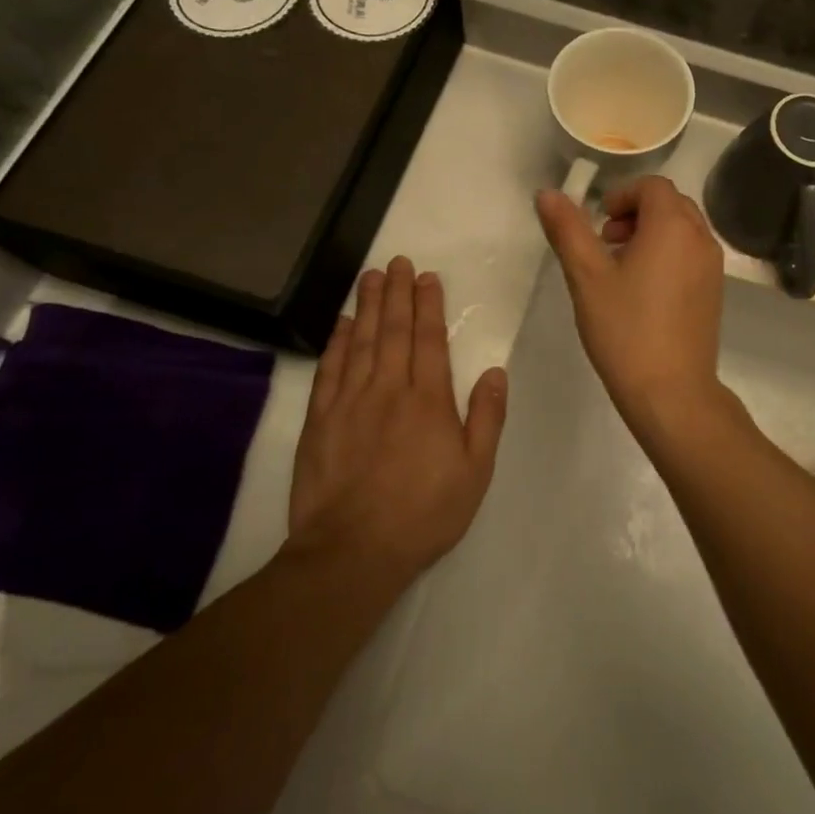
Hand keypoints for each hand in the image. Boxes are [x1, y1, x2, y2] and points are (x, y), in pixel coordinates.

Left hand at [286, 257, 506, 581]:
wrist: (352, 551)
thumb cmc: (424, 513)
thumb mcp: (475, 472)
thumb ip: (486, 418)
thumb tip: (494, 372)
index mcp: (428, 400)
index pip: (429, 340)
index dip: (429, 305)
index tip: (428, 277)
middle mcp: (388, 390)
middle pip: (393, 331)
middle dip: (398, 293)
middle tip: (398, 261)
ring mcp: (349, 402)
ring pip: (361, 342)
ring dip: (368, 306)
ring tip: (371, 276)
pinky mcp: (320, 421)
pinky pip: (329, 370)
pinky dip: (337, 342)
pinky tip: (343, 323)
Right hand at [535, 177, 726, 439]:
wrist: (672, 392)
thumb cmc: (625, 329)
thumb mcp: (587, 276)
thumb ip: (568, 229)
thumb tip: (548, 193)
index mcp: (673, 226)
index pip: (652, 186)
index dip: (622, 196)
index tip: (599, 224)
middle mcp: (701, 238)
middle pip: (670, 204)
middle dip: (636, 213)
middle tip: (606, 243)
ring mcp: (713, 266)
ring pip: (683, 229)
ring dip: (652, 233)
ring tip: (620, 268)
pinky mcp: (715, 292)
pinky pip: (691, 254)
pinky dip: (668, 254)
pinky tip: (644, 291)